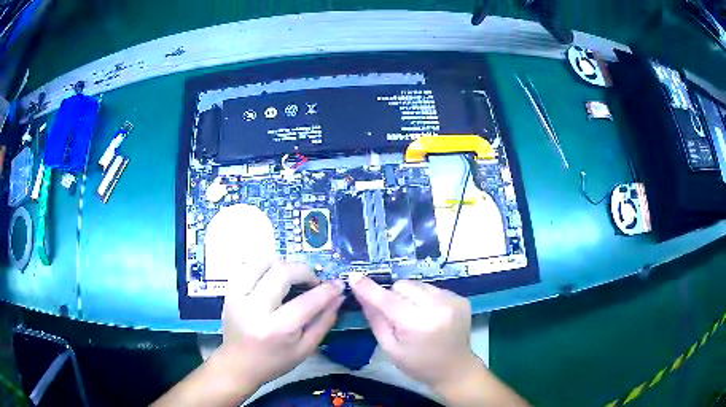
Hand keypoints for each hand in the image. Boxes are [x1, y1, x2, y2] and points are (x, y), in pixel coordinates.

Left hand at [221, 262, 344, 392]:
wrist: (238, 364)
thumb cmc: (274, 361)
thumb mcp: (305, 349)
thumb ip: (324, 322)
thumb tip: (338, 296)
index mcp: (277, 330)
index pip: (307, 301)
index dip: (327, 290)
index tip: (338, 284)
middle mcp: (255, 309)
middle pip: (283, 272)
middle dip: (305, 271)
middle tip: (313, 281)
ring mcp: (238, 297)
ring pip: (262, 261)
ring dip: (283, 264)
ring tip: (291, 276)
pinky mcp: (229, 291)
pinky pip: (247, 265)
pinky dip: (263, 265)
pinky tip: (272, 276)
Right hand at [349, 273, 477, 390]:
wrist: (455, 369)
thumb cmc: (418, 364)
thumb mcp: (390, 348)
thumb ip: (376, 319)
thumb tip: (361, 294)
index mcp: (417, 324)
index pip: (387, 300)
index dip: (369, 288)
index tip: (353, 276)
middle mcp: (437, 307)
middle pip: (402, 286)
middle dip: (393, 297)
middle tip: (397, 316)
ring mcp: (452, 300)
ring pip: (417, 284)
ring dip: (410, 296)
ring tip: (415, 315)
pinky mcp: (460, 298)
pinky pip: (432, 288)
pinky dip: (425, 298)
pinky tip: (429, 315)